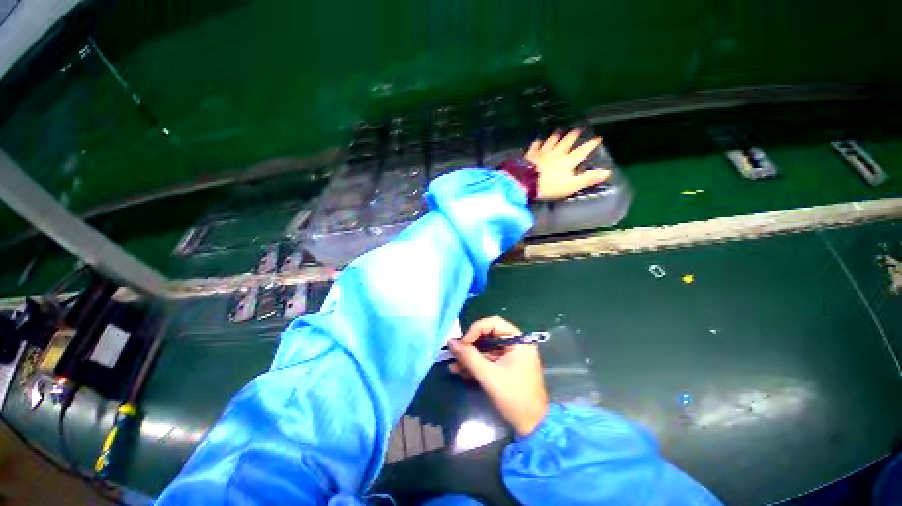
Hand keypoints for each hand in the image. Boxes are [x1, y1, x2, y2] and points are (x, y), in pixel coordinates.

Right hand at [448, 316, 549, 435]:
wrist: (532, 427)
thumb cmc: (513, 398)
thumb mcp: (488, 376)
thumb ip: (469, 356)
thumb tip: (450, 342)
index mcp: (518, 341)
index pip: (493, 323)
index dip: (475, 330)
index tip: (462, 343)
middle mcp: (516, 344)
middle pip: (488, 335)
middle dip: (470, 345)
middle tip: (455, 353)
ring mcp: (512, 355)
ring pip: (486, 348)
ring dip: (470, 357)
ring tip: (454, 366)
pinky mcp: (507, 366)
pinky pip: (489, 359)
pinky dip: (477, 364)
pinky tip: (462, 371)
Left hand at [525, 129, 610, 200]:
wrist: (526, 182)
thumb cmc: (550, 186)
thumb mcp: (571, 185)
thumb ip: (587, 178)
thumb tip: (607, 172)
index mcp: (567, 161)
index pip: (582, 151)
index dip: (590, 145)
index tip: (598, 138)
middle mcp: (556, 153)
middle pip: (566, 143)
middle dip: (572, 136)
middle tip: (577, 129)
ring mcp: (542, 153)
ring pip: (551, 142)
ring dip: (556, 137)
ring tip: (559, 131)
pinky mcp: (530, 156)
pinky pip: (535, 147)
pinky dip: (537, 143)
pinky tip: (538, 141)